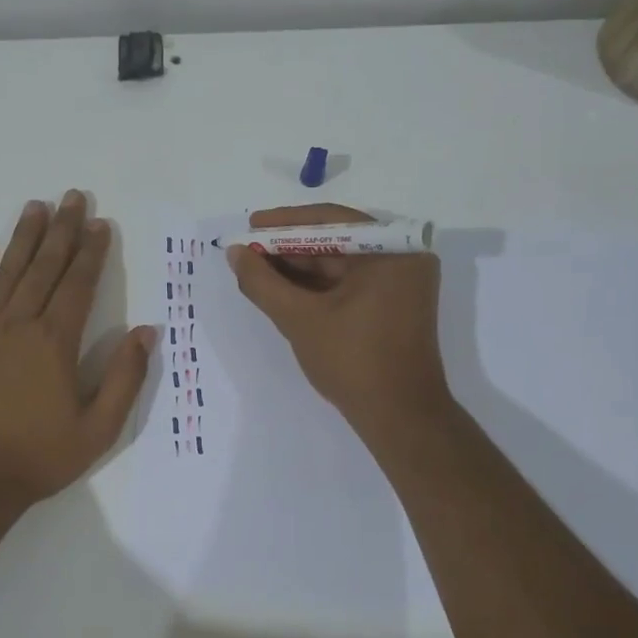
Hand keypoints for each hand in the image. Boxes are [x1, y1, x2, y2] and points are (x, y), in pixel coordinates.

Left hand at [0, 191, 156, 504]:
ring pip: (7, 274)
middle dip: (62, 231)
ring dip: (23, 239)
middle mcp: (19, 326)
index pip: (78, 285)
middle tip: (72, 197)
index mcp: (55, 342)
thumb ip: (124, 377)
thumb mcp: (98, 428)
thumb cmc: (40, 456)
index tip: (101, 224)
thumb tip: (147, 333)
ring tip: (35, 207)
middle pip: (44, 268)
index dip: (92, 253)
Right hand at [227, 204, 448, 440]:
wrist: (399, 417)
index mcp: (392, 251)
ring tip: (257, 269)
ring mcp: (402, 283)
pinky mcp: (395, 305)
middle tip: (249, 250)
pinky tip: (284, 289)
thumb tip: (235, 252)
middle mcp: (403, 258)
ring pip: (341, 264)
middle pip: (336, 241)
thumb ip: (262, 282)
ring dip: (300, 268)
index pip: (331, 221)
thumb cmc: (352, 362)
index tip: (251, 225)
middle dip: (289, 247)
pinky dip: (318, 286)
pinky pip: (351, 283)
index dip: (285, 223)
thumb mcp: (299, 318)